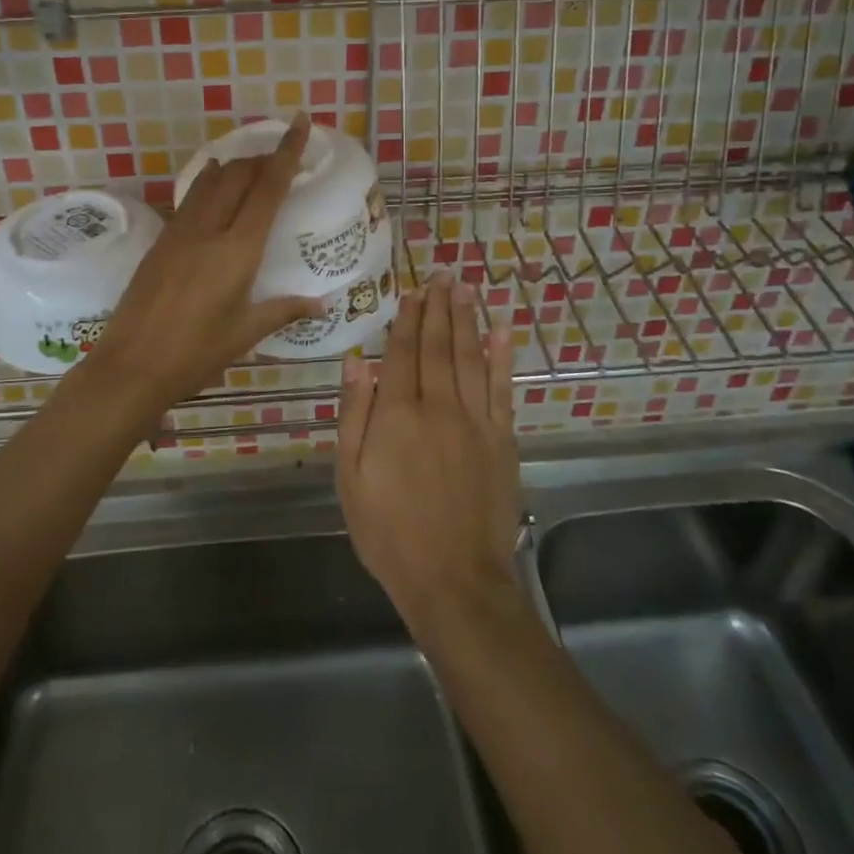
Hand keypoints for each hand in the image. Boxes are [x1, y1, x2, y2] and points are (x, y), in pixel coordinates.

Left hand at [87, 112, 324, 410]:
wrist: (131, 365)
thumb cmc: (196, 353)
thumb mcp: (245, 333)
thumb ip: (284, 310)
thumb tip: (322, 305)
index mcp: (238, 250)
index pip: (268, 188)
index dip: (287, 152)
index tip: (300, 122)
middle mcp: (209, 230)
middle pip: (239, 175)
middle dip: (263, 158)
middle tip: (283, 156)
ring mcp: (180, 232)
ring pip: (211, 181)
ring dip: (235, 167)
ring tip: (253, 167)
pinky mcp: (161, 241)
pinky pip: (191, 199)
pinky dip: (209, 183)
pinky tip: (213, 184)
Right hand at [336, 271, 521, 637]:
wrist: (454, 580)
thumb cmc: (389, 532)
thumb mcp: (351, 478)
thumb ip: (354, 415)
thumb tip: (357, 361)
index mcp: (397, 414)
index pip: (402, 353)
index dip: (407, 319)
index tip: (412, 291)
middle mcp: (438, 406)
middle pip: (438, 346)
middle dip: (438, 308)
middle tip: (441, 274)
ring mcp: (475, 421)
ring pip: (470, 357)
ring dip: (467, 320)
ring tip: (465, 288)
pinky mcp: (502, 439)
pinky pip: (502, 388)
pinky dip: (502, 357)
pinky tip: (501, 331)